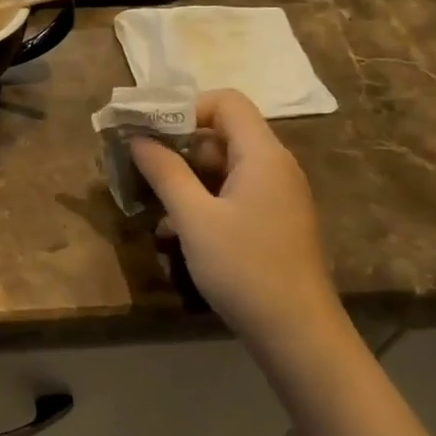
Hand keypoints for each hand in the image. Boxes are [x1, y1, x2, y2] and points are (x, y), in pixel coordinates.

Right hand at [130, 90, 341, 354]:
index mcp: (262, 154)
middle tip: (141, 166)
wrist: (297, 333)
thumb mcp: (194, 218)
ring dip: (186, 177)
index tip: (151, 134)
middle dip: (179, 145)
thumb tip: (139, 139)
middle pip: (223, 133)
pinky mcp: (273, 221)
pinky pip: (233, 193)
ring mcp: (277, 195)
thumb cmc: (244, 268)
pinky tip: (177, 230)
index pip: (226, 101)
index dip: (186, 108)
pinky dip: (203, 200)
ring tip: (152, 202)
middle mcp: (275, 166)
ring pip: (225, 166)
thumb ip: (165, 172)